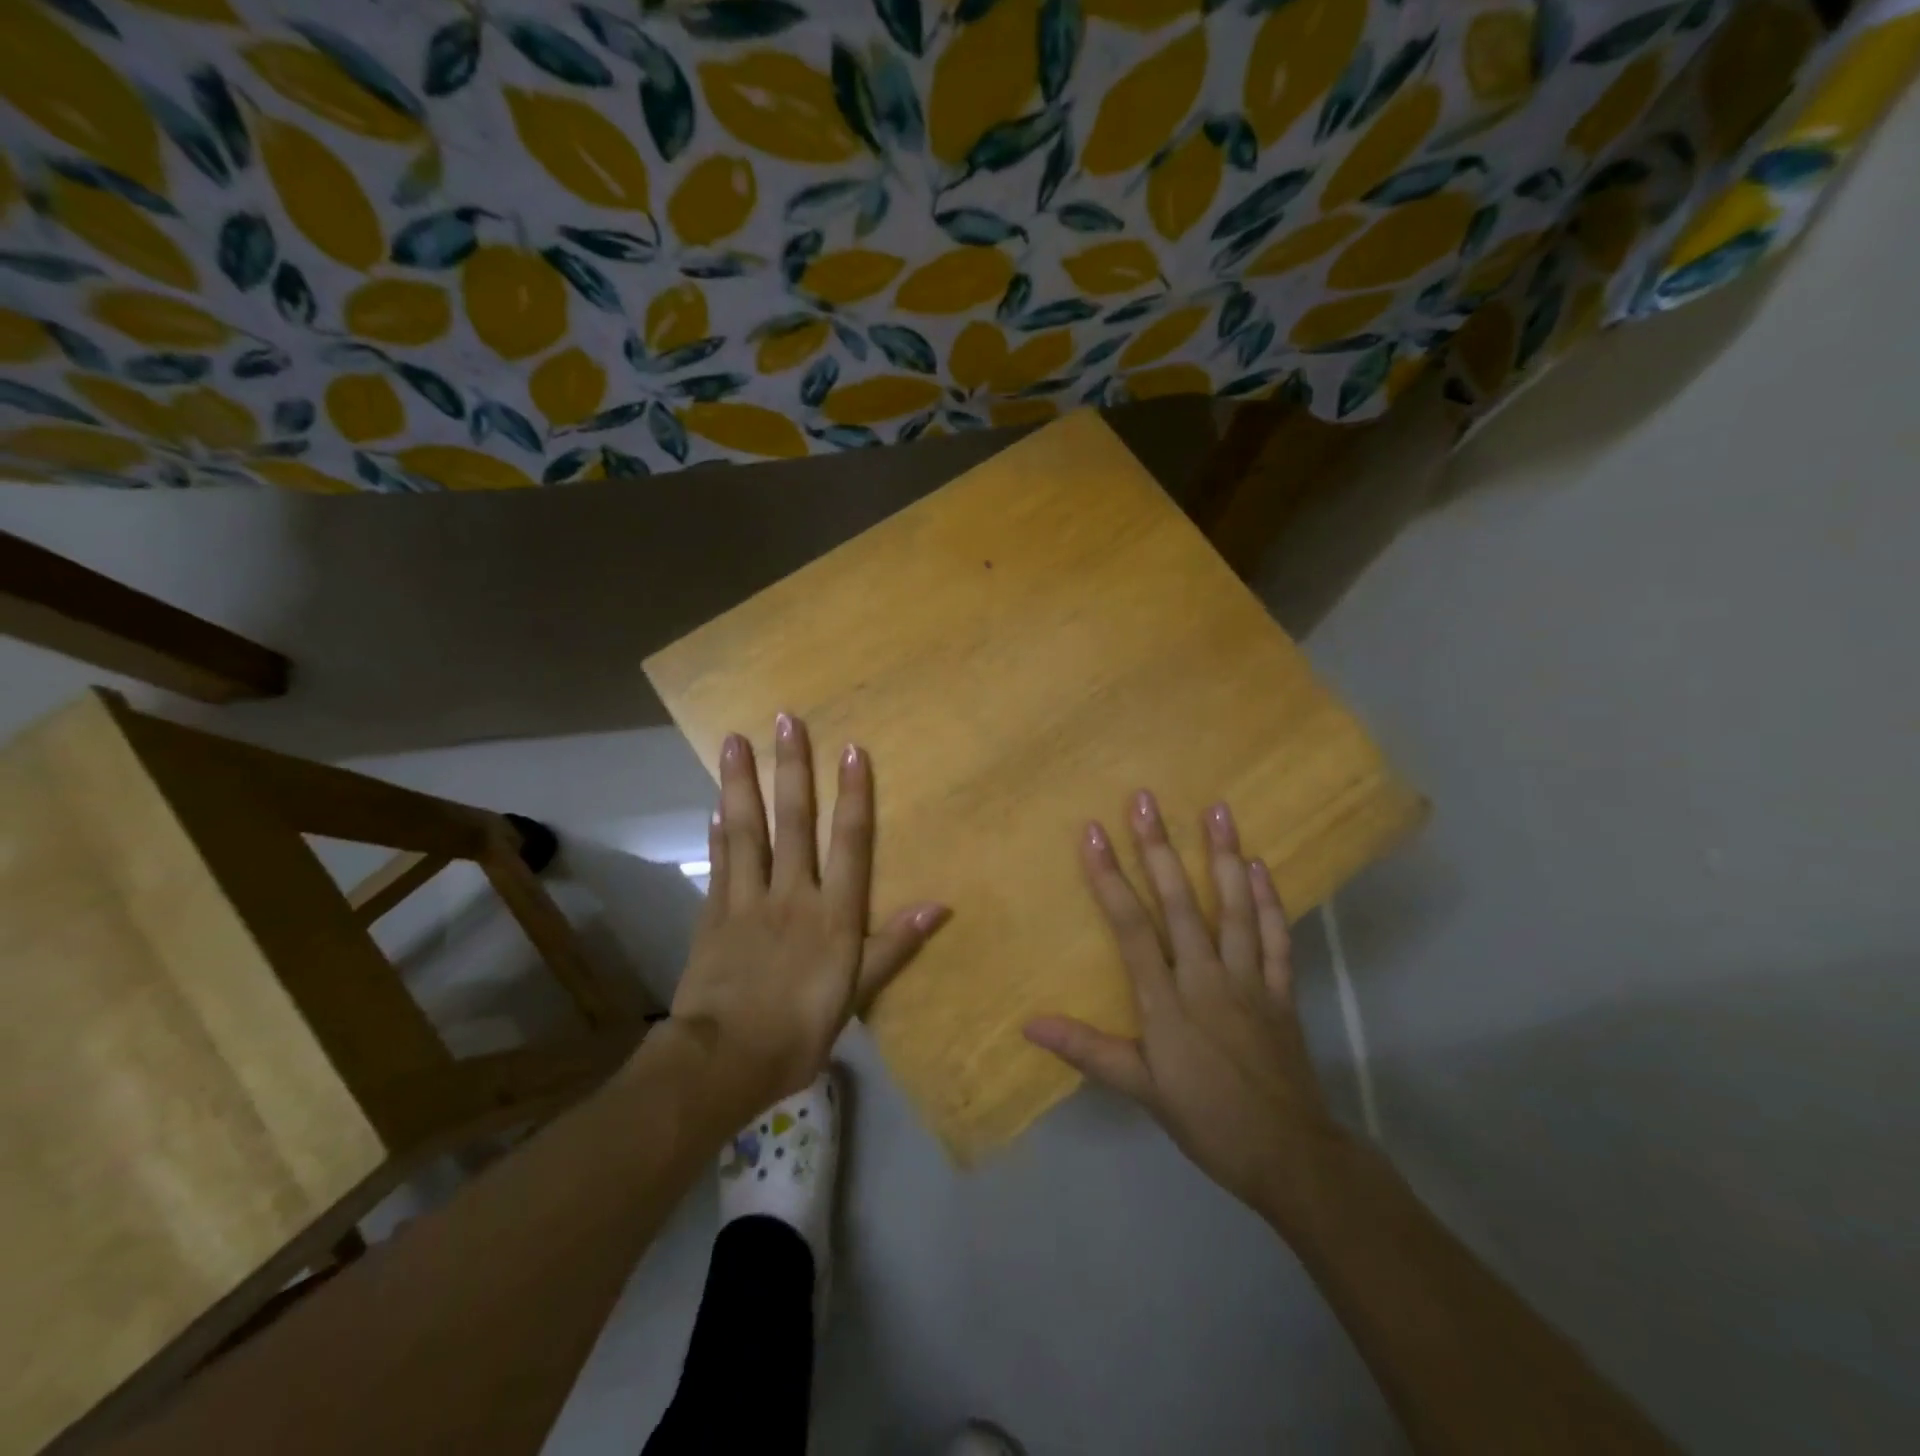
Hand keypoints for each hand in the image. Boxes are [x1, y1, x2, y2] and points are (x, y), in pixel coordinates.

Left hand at [669, 714, 947, 1117]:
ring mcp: (747, 900)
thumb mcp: (857, 994)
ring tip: (734, 741)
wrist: (724, 1060)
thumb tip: (940, 906)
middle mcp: (791, 893)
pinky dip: (718, 832)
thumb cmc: (800, 1030)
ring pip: (747, 830)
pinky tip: (715, 806)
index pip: (848, 842)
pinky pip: (719, 864)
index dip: (853, 794)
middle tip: (785, 720)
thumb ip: (894, 945)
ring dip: (742, 783)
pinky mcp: (714, 914)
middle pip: (793, 821)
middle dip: (792, 768)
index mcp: (832, 913)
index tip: (851, 749)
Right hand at [1025, 791, 1341, 1217]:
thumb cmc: (1206, 1120)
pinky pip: (1277, 939)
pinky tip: (1261, 867)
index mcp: (1167, 1001)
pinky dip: (1270, 901)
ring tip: (1217, 810)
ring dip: (1224, 857)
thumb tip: (1029, 1025)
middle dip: (1159, 849)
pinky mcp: (1282, 991)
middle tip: (1146, 800)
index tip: (1092, 833)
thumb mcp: (1140, 1090)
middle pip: (1180, 904)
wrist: (1290, 1156)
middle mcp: (1206, 978)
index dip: (1109, 878)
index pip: (1131, 927)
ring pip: (1235, 909)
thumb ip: (1087, 1050)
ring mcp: (1250, 980)